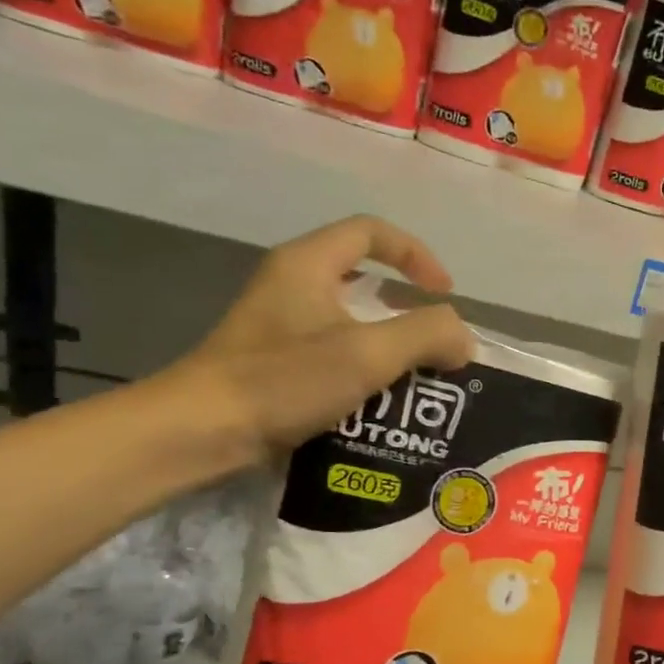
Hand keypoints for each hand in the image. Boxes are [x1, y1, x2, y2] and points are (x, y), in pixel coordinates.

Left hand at [165, 215, 475, 463]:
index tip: (444, 294)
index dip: (416, 255)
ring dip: (390, 347)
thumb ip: (427, 335)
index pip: (371, 232)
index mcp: (308, 264)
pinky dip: (365, 372)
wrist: (201, 431)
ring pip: (351, 322)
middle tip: (435, 346)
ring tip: (417, 381)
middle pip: (364, 280)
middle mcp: (292, 285)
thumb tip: (462, 339)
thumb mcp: (367, 353)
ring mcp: (280, 326)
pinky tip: (380, 405)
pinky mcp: (275, 363)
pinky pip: (334, 354)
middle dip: (408, 312)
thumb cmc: (283, 380)